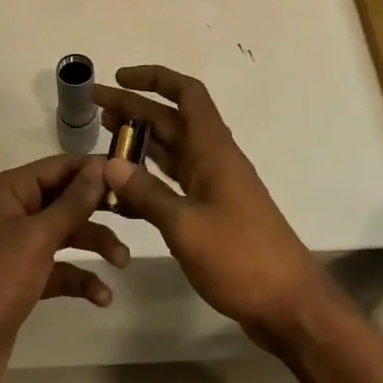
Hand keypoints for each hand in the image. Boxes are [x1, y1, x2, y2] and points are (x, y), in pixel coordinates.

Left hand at [0, 154, 128, 382]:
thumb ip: (72, 202)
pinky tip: (102, 296)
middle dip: (98, 210)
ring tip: (123, 263)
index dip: (94, 169)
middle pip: (65, 200)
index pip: (59, 167)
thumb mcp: (37, 237)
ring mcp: (17, 246)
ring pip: (66, 234)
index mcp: (8, 190)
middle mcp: (12, 211)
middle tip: (136, 215)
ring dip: (94, 245)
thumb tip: (101, 167)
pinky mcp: (23, 279)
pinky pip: (59, 269)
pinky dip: (80, 279)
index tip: (132, 174)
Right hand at [92, 66, 332, 352]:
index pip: (186, 94)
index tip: (119, 77)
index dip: (154, 78)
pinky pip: (173, 182)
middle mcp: (212, 159)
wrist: (288, 304)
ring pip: (170, 150)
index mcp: (213, 150)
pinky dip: (147, 180)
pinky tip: (119, 190)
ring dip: (138, 140)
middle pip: (170, 120)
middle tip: (93, 105)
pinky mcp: (210, 212)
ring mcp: (212, 186)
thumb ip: (146, 194)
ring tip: (102, 135)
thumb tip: (108, 164)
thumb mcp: (186, 226)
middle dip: (133, 108)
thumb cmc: (241, 257)